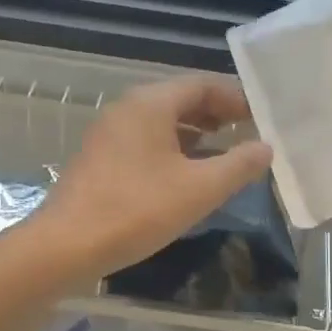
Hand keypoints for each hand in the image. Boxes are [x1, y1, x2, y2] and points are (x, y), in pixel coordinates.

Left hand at [35, 75, 272, 285]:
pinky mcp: (100, 158)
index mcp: (150, 104)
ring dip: (195, 133)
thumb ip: (238, 165)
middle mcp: (127, 109)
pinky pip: (145, 141)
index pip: (201, 85)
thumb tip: (265, 148)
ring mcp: (108, 133)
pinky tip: (187, 175)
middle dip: (216, 115)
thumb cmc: (137, 210)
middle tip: (248, 133)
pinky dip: (172, 149)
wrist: (66, 245)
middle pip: (180, 100)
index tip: (260, 118)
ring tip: (224, 154)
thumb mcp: (199, 189)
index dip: (235, 98)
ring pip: (161, 122)